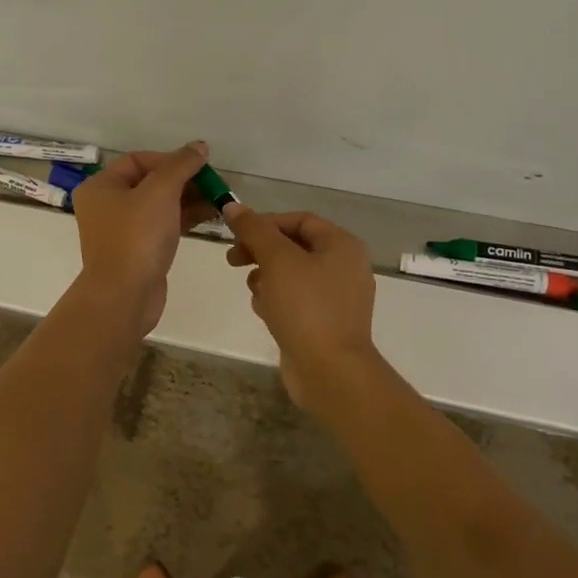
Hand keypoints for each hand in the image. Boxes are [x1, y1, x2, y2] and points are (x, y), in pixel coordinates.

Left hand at [70, 141, 215, 333]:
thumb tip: (199, 146)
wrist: (125, 295)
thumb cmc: (137, 236)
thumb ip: (181, 165)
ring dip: (189, 199)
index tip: (198, 167)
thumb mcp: (160, 192)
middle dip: (184, 180)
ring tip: (219, 199)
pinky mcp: (138, 250)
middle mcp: (106, 205)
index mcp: (101, 186)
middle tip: (215, 184)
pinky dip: (184, 218)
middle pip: (150, 182)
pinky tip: (210, 215)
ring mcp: (122, 230)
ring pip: (159, 205)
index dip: (170, 159)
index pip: (139, 160)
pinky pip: (163, 226)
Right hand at [224, 208, 376, 405]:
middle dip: (261, 252)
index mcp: (342, 246)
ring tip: (255, 292)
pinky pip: (296, 300)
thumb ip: (254, 230)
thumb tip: (232, 206)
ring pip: (292, 275)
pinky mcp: (325, 323)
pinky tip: (265, 313)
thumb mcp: (277, 260)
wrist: (330, 372)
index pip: (299, 220)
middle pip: (294, 247)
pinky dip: (277, 301)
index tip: (236, 235)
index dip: (265, 223)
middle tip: (233, 261)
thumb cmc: (306, 307)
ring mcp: (337, 298)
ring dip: (267, 278)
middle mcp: (345, 267)